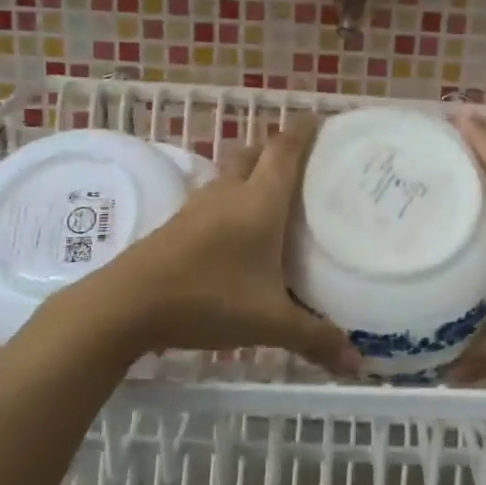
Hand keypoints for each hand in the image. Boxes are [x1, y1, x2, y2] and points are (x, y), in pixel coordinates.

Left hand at [56, 116, 360, 372]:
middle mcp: (230, 192)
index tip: (324, 120)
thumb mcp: (270, 322)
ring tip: (276, 193)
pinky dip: (232, 197)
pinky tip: (238, 228)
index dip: (306, 130)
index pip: (286, 149)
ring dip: (253, 170)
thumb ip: (315, 338)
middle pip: (256, 152)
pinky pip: (214, 195)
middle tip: (307, 164)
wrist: (127, 304)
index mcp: (259, 201)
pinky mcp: (178, 223)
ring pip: (231, 172)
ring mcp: (199, 205)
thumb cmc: (208, 299)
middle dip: (279, 148)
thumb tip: (358, 365)